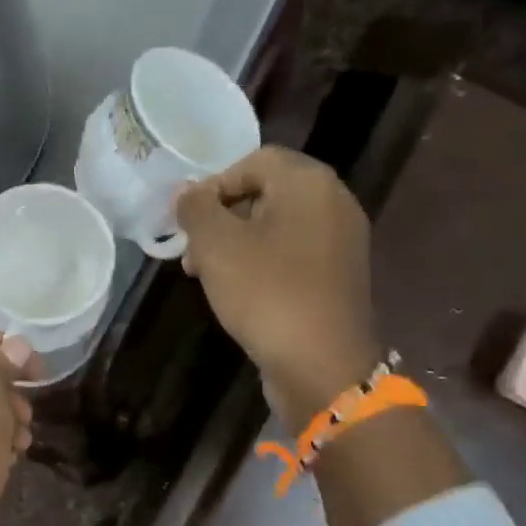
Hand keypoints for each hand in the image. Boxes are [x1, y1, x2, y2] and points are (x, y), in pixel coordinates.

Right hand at [175, 146, 380, 427]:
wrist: (321, 363)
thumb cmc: (266, 294)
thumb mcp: (217, 246)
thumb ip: (196, 210)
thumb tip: (187, 193)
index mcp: (309, 182)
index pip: (253, 161)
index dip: (212, 186)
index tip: (185, 224)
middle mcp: (334, 203)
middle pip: (266, 194)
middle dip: (222, 220)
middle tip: (191, 255)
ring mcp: (340, 243)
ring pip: (277, 229)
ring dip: (237, 246)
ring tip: (207, 278)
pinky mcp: (338, 279)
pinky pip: (293, 257)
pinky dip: (262, 266)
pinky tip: (240, 295)